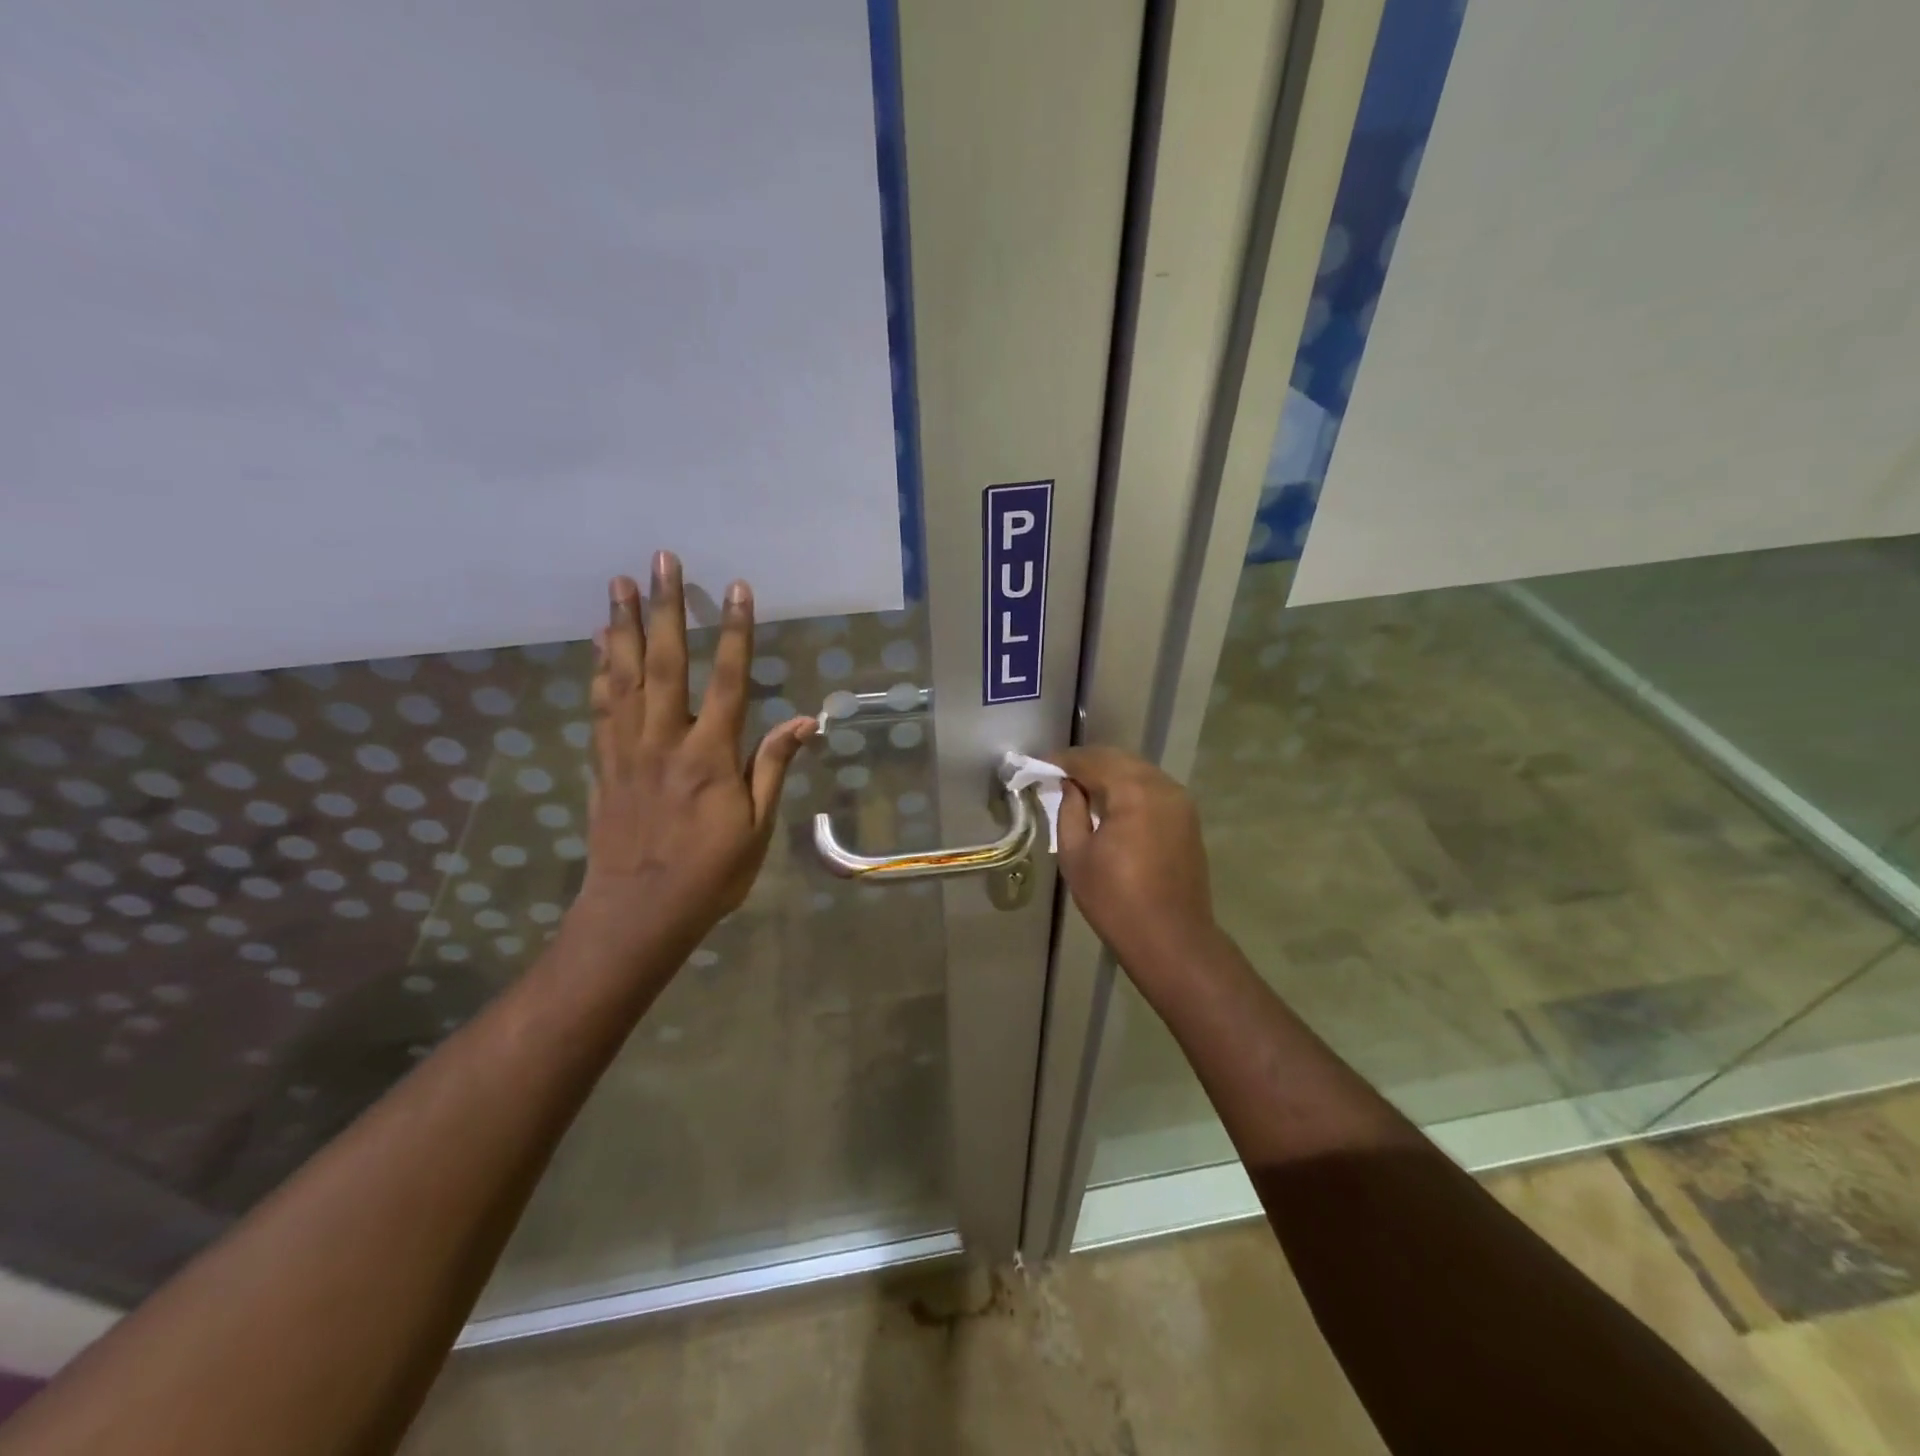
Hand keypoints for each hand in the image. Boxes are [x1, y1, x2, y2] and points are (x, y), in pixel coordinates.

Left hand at [568, 551, 814, 966]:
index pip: (727, 680)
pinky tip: (597, 645)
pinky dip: (598, 671)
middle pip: (665, 663)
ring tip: (619, 584)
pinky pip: (599, 708)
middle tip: (660, 561)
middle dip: (665, 608)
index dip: (734, 632)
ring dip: (622, 627)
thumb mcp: (757, 828)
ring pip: (623, 677)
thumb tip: (802, 720)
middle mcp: (665, 741)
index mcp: (709, 756)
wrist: (637, 913)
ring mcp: (627, 751)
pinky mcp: (603, 765)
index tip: (737, 589)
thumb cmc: (710, 874)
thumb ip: (772, 768)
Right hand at [1056, 747, 1219, 977]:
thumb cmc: (1115, 901)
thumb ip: (1069, 810)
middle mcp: (1161, 785)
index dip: (1063, 761)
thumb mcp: (1076, 855)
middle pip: (1117, 759)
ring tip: (1081, 788)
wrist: (1172, 939)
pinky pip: (1152, 788)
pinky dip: (1128, 787)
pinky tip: (1110, 803)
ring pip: (1137, 770)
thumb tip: (1070, 786)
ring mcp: (1180, 800)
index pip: (1092, 761)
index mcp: (1133, 791)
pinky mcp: (1187, 817)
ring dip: (1108, 773)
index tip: (1039, 766)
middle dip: (1086, 763)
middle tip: (1057, 774)